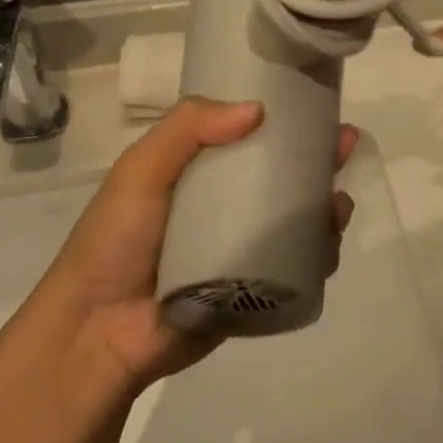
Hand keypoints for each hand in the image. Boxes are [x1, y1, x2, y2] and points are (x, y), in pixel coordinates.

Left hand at [37, 99, 357, 392]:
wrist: (97, 334)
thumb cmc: (114, 242)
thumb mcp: (140, 170)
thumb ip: (187, 128)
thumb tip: (257, 109)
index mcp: (200, 172)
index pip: (252, 137)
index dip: (287, 120)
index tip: (318, 108)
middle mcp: (227, 207)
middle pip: (285, 176)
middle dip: (320, 159)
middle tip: (345, 147)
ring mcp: (244, 249)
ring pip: (299, 218)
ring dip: (327, 204)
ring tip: (338, 203)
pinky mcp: (256, 289)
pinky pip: (298, 264)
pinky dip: (320, 250)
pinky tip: (329, 240)